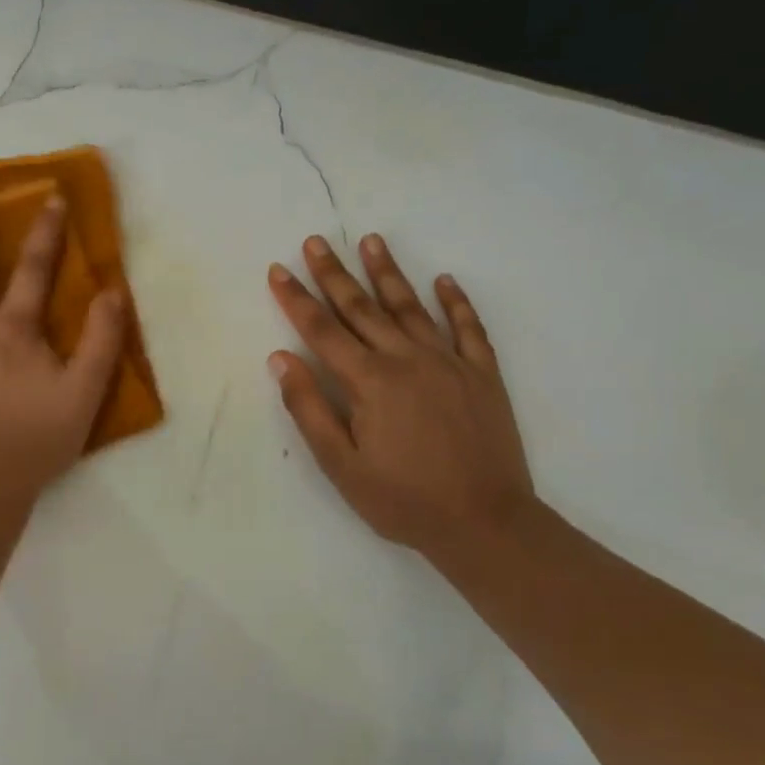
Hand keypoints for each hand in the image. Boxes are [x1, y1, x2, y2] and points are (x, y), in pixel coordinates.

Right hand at [268, 233, 535, 560]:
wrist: (486, 524)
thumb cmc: (404, 500)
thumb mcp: (341, 465)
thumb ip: (309, 408)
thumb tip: (281, 358)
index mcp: (370, 381)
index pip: (322, 330)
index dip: (296, 299)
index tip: (278, 269)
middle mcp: (407, 359)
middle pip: (363, 307)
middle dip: (335, 273)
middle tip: (316, 241)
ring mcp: (450, 363)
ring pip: (411, 307)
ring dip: (389, 273)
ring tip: (372, 241)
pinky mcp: (483, 375)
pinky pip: (469, 328)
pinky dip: (456, 302)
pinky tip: (445, 280)